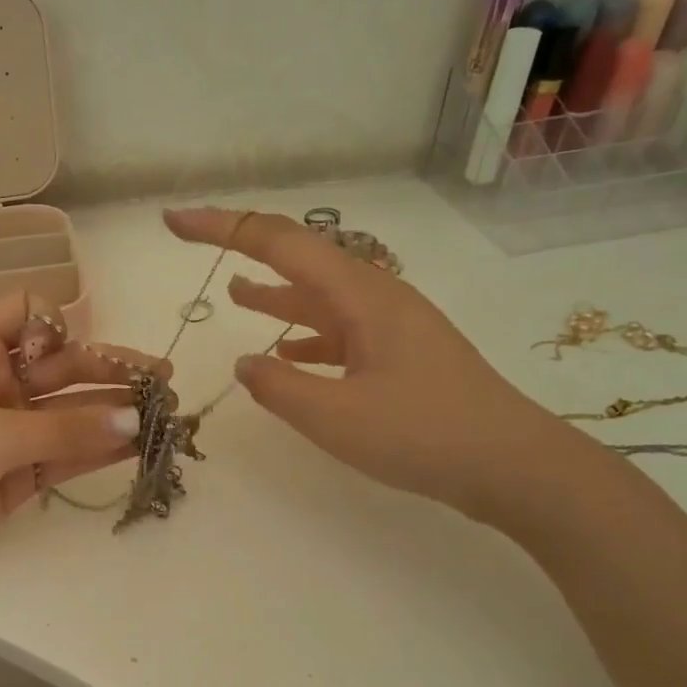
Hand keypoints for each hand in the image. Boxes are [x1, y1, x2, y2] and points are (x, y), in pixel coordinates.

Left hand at [0, 293, 161, 587]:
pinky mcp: (16, 474)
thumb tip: (133, 422)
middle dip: (108, 373)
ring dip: (110, 414)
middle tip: (161, 381)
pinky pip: (63, 454)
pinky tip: (135, 445)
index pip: (24, 313)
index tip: (84, 349)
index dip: (58, 324)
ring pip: (67, 414)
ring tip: (162, 413)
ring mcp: (7, 431)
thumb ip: (64, 431)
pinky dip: (95, 451)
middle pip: (60, 368)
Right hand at [164, 207, 568, 522]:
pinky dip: (305, 336)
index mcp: (361, 296)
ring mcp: (391, 325)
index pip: (279, 243)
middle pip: (300, 257)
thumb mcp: (336, 417)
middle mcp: (376, 297)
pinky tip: (286, 355)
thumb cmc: (424, 436)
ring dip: (275, 292)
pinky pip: (339, 332)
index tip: (175, 220)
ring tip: (233, 294)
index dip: (222, 227)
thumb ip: (278, 387)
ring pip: (319, 296)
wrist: (512, 465)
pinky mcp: (399, 355)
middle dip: (244, 248)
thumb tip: (245, 363)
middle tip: (195, 241)